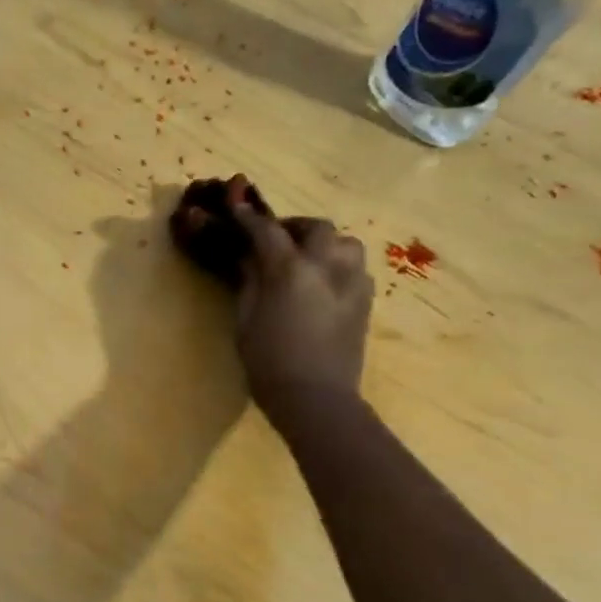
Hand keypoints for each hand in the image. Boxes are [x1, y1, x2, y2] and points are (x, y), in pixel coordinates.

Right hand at [231, 197, 373, 416]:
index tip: (234, 203)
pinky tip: (322, 284)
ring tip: (304, 260)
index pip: (266, 230)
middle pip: (315, 228)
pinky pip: (354, 268)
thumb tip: (248, 259)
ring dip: (322, 244)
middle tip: (274, 241)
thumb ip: (249, 281)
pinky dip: (337, 265)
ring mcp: (352, 283)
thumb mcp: (245, 318)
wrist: (316, 397)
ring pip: (344, 243)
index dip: (247, 216)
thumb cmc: (268, 360)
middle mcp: (326, 267)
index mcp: (290, 270)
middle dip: (292, 228)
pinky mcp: (366, 301)